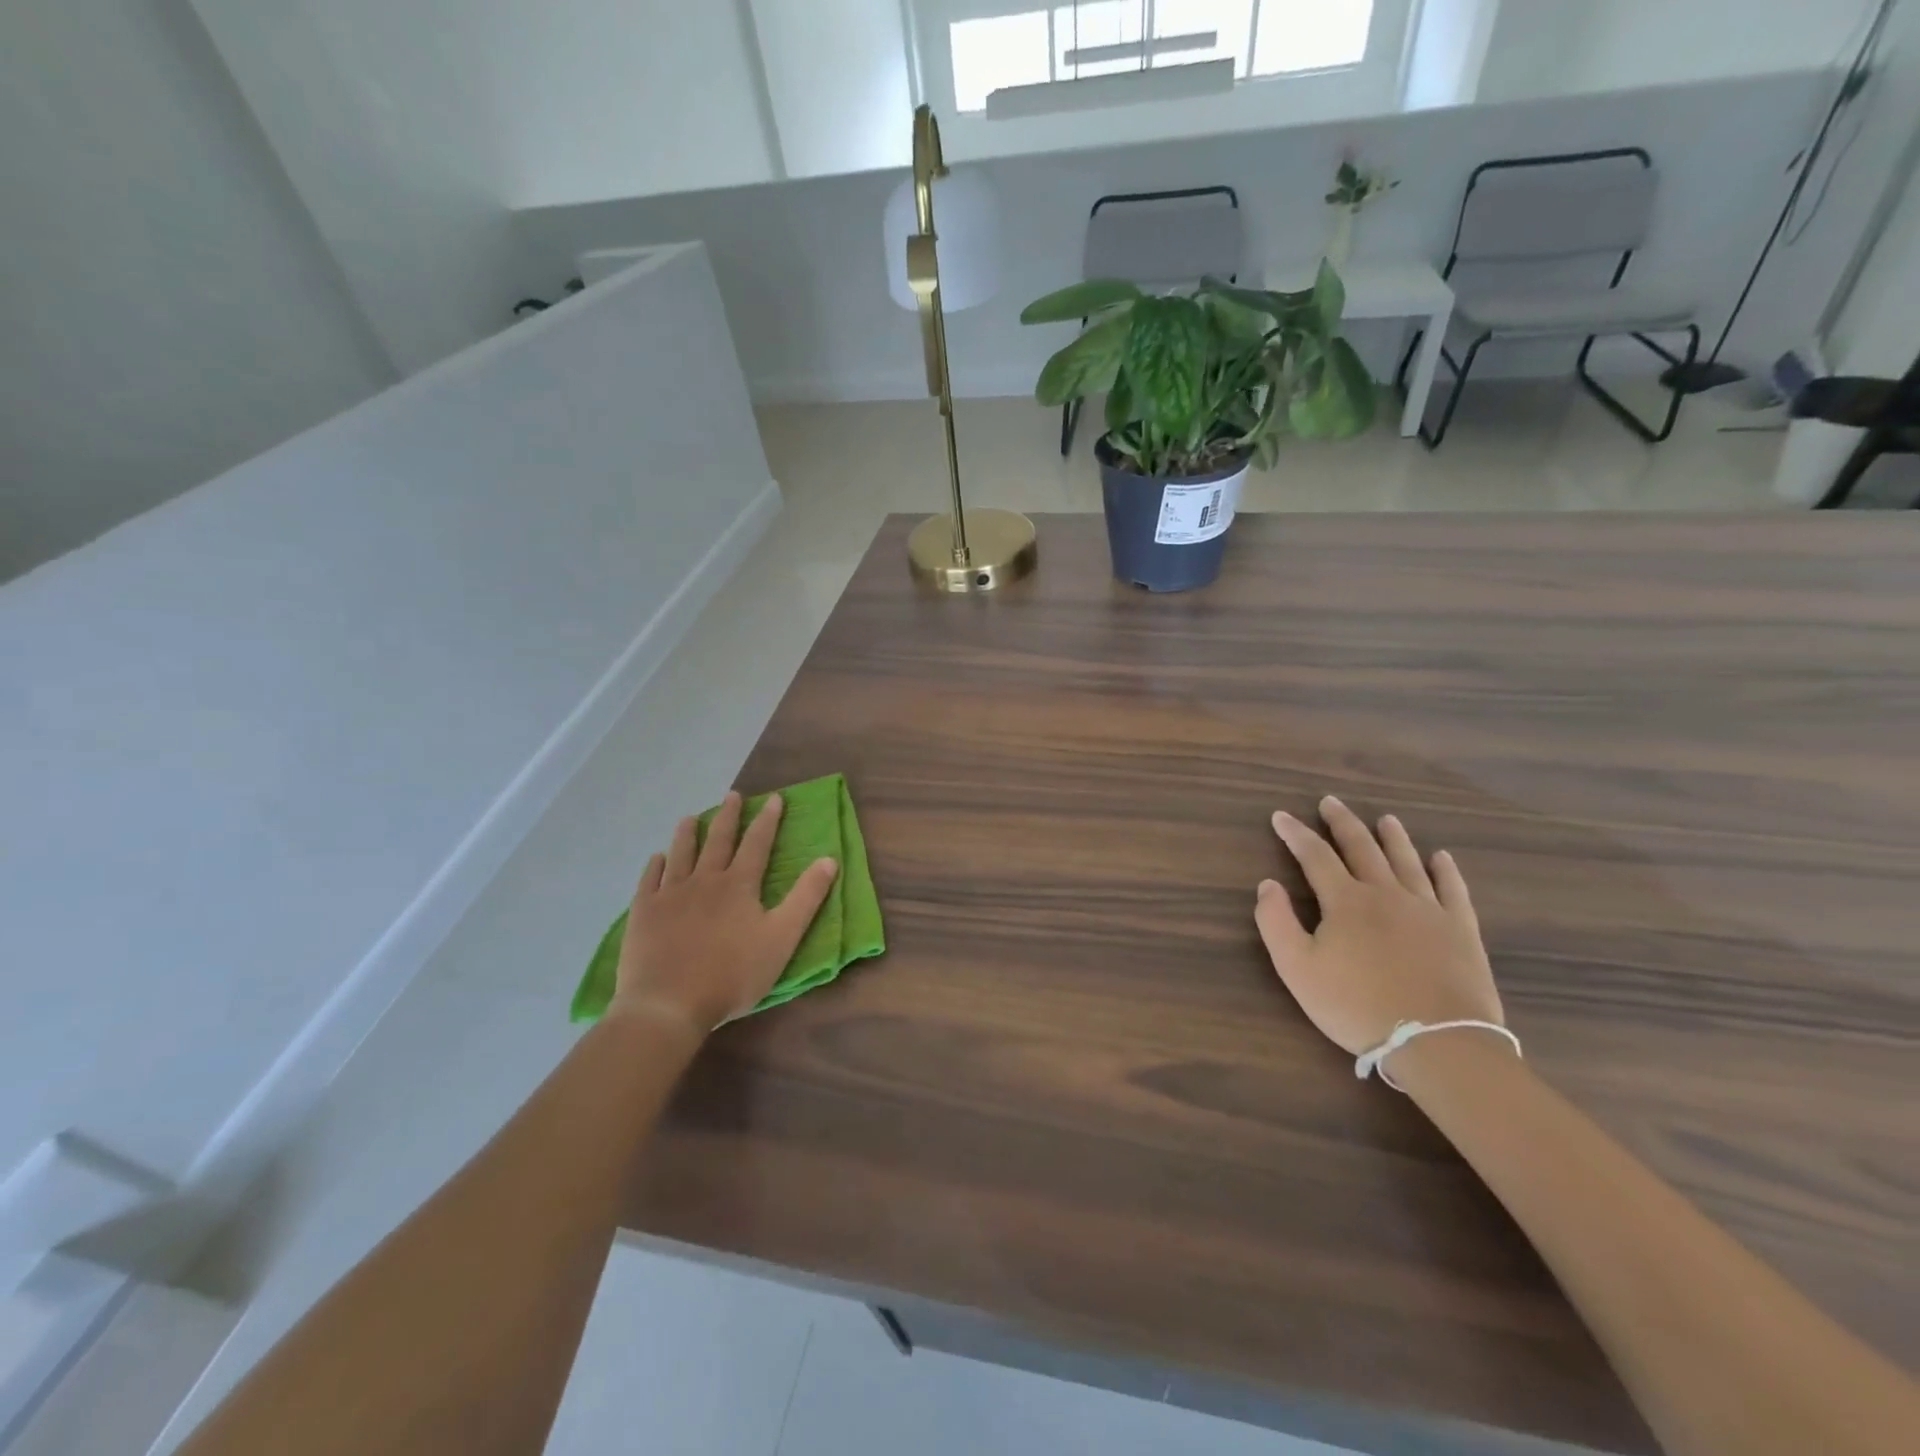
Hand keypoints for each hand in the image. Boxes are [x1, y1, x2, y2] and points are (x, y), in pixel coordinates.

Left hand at [612, 792, 838, 1033]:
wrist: (668, 1004)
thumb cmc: (732, 974)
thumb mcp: (782, 938)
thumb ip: (806, 898)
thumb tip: (829, 859)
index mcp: (739, 885)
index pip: (757, 843)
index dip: (768, 820)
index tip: (774, 798)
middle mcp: (704, 880)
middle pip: (718, 840)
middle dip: (728, 816)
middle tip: (732, 795)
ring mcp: (669, 894)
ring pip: (680, 854)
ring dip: (687, 834)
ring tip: (689, 817)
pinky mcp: (643, 913)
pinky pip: (649, 880)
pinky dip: (655, 866)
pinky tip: (656, 859)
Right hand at [1255, 796, 1504, 1058]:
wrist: (1438, 1041)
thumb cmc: (1356, 1006)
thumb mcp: (1297, 969)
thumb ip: (1276, 922)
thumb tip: (1268, 884)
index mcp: (1346, 901)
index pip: (1315, 856)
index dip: (1295, 834)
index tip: (1281, 816)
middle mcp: (1386, 893)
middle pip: (1362, 848)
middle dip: (1342, 823)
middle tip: (1331, 802)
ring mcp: (1428, 909)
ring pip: (1407, 861)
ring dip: (1393, 837)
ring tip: (1385, 819)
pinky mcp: (1461, 930)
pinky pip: (1453, 890)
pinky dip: (1445, 870)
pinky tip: (1442, 857)